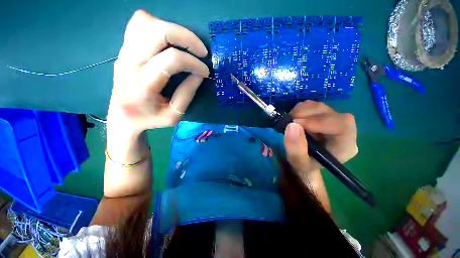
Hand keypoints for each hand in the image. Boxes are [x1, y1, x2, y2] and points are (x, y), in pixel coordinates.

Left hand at [107, 10, 208, 136]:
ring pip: (146, 21)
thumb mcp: (173, 116)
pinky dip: (158, 26)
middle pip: (158, 31)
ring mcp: (124, 52)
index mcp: (142, 84)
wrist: (122, 117)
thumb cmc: (150, 119)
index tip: (205, 71)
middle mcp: (130, 62)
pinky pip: (139, 24)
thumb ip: (187, 94)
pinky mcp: (124, 48)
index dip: (193, 62)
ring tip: (185, 46)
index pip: (172, 59)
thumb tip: (200, 73)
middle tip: (201, 51)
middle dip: (186, 37)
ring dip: (172, 30)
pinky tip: (168, 42)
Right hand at [284, 101, 357, 174]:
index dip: (319, 121)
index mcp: (344, 146)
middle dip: (307, 115)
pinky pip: (313, 105)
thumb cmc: (305, 165)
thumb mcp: (298, 163)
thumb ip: (296, 148)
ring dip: (301, 111)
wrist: (306, 160)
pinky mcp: (323, 115)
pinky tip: (294, 119)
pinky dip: (300, 109)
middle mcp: (343, 131)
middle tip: (290, 121)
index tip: (296, 123)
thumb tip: (292, 125)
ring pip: (320, 107)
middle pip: (331, 113)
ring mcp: (332, 120)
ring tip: (290, 121)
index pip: (343, 126)